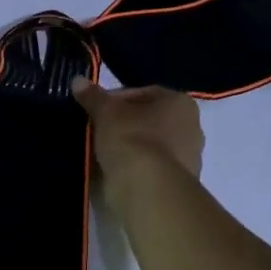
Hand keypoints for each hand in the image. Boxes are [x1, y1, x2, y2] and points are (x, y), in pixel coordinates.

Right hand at [71, 80, 203, 187]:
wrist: (148, 188)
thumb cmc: (131, 139)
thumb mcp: (106, 113)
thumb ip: (93, 97)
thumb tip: (78, 80)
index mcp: (180, 102)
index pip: (143, 93)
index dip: (116, 100)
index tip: (96, 111)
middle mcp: (192, 127)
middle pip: (149, 120)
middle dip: (124, 124)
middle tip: (99, 132)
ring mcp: (189, 157)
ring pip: (151, 146)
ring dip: (130, 148)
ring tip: (103, 154)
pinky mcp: (179, 183)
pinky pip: (151, 168)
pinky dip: (135, 168)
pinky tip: (115, 172)